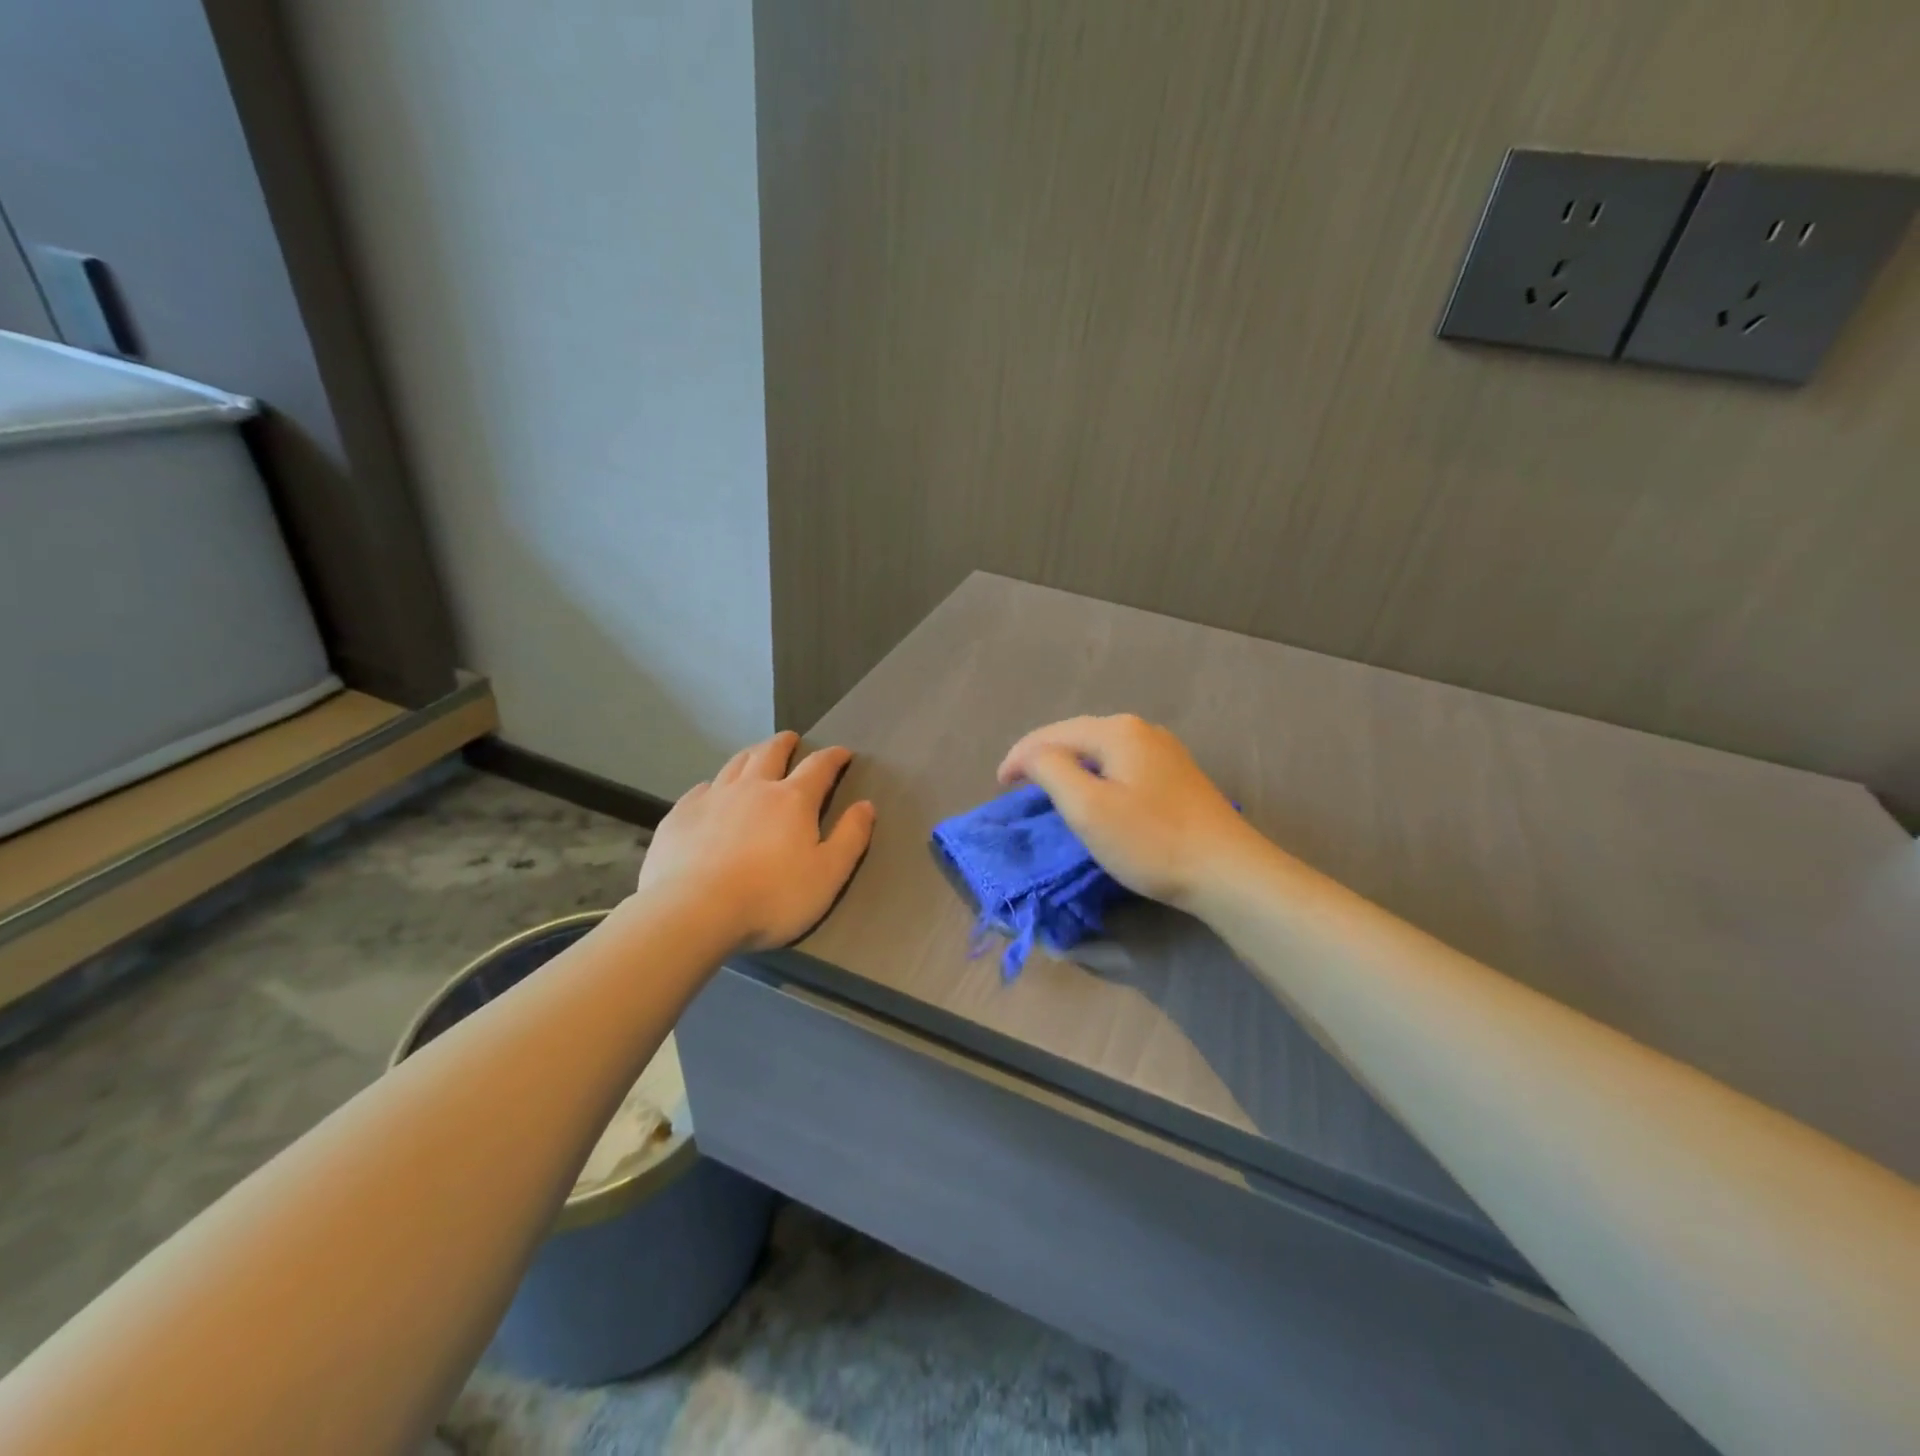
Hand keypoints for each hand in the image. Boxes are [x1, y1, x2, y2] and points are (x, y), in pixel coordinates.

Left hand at [635, 731, 875, 950]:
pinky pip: (701, 789)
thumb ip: (850, 837)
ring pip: (735, 764)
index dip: (833, 757)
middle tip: (791, 739)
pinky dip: (714, 785)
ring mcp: (713, 798)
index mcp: (793, 800)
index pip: (819, 766)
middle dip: (785, 743)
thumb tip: (866, 805)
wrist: (694, 911)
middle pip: (771, 753)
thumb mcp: (828, 874)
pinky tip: (711, 794)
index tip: (843, 753)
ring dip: (750, 755)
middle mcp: (753, 787)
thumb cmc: (771, 897)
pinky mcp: (680, 815)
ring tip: (755, 755)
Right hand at [997, 714, 1262, 910]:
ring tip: (1050, 786)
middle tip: (1019, 783)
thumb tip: (1033, 755)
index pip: (1052, 734)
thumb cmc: (1150, 841)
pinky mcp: (1177, 777)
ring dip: (1071, 764)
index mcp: (1117, 731)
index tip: (999, 786)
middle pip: (1078, 735)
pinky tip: (1096, 793)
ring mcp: (1165, 752)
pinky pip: (1122, 765)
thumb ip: (1051, 770)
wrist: (1228, 872)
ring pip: (1101, 750)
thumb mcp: (1088, 807)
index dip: (1020, 756)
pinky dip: (1097, 775)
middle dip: (1044, 755)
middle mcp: (1142, 730)